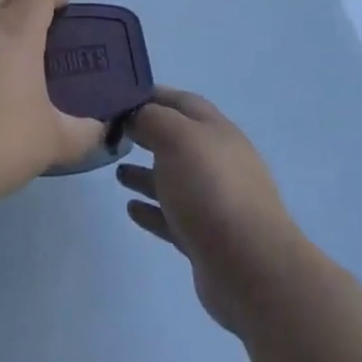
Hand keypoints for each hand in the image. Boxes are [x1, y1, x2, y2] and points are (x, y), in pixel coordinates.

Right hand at [116, 89, 304, 331]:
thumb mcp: (177, 138)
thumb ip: (152, 119)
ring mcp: (213, 201)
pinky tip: (131, 208)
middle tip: (113, 134)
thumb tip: (136, 115)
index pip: (182, 102)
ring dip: (146, 173)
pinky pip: (172, 216)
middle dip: (148, 134)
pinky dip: (152, 209)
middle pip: (178, 140)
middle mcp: (218, 161)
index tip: (120, 97)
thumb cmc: (210, 189)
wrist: (249, 266)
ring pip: (174, 179)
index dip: (153, 95)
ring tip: (117, 172)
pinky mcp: (205, 238)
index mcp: (216, 130)